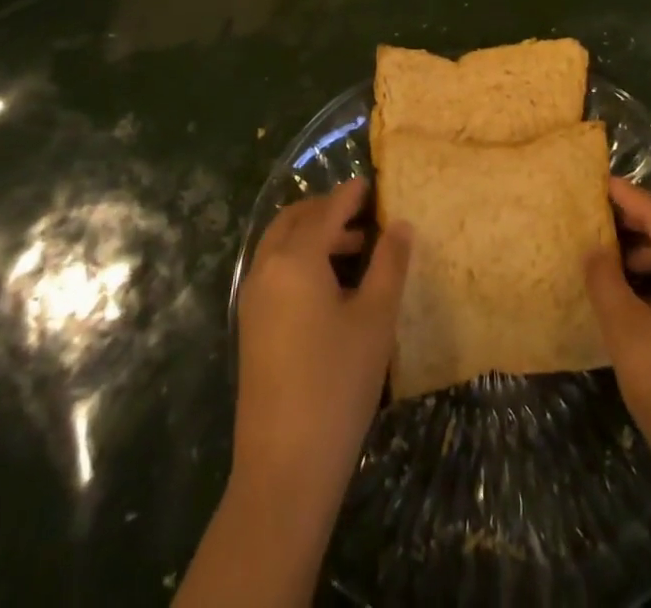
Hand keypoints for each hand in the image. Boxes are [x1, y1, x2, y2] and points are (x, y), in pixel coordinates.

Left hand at [233, 177, 411, 511]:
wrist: (285, 467)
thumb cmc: (338, 382)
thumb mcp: (375, 318)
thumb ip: (389, 263)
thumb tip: (400, 224)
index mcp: (295, 258)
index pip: (326, 211)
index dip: (350, 194)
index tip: (370, 183)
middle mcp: (266, 268)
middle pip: (294, 220)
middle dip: (326, 210)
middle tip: (362, 214)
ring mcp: (253, 298)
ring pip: (280, 245)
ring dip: (313, 235)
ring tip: (355, 249)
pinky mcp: (251, 326)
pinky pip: (274, 270)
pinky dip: (299, 259)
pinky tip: (329, 285)